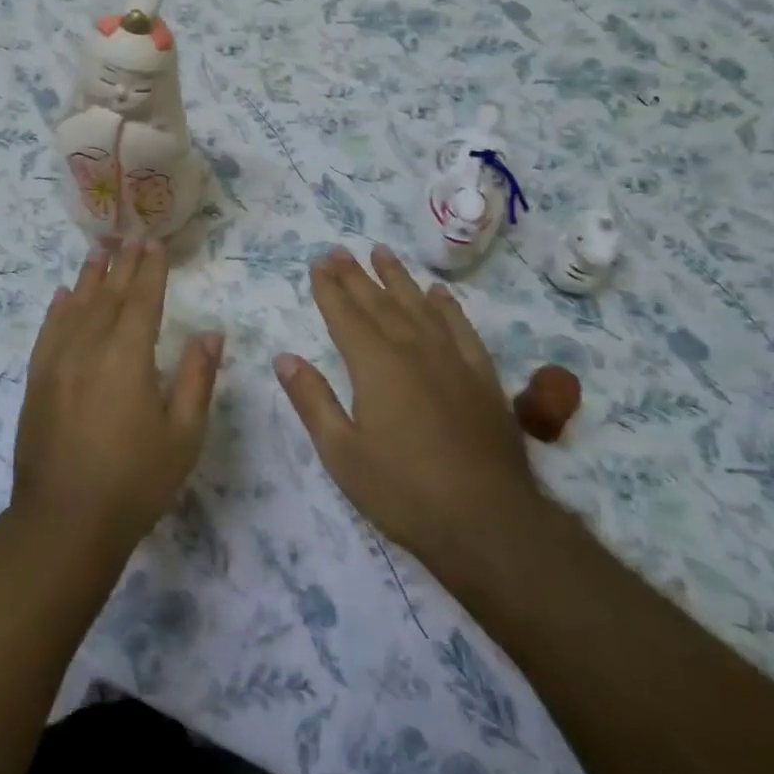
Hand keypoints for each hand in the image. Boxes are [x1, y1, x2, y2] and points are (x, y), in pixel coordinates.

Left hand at [14, 240, 223, 556]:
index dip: (150, 270)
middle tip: (132, 237)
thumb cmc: (135, 481)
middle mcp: (89, 348)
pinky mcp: (37, 381)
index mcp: (128, 357)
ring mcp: (57, 363)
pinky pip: (48, 332)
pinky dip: (58, 309)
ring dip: (89, 277)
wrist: (64, 522)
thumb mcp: (183, 435)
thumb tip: (211, 332)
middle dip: (123, 265)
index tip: (155, 244)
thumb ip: (197, 377)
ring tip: (99, 250)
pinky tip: (63, 295)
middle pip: (108, 296)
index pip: (142, 300)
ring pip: (76, 307)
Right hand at [274, 245, 542, 573]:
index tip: (317, 263)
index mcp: (375, 365)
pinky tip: (439, 293)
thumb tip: (284, 358)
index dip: (329, 288)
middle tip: (338, 250)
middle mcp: (413, 349)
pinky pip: (461, 328)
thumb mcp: (342, 453)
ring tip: (381, 252)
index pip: (345, 315)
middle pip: (379, 302)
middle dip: (355, 275)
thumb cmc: (403, 491)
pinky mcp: (482, 377)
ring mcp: (452, 360)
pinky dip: (447, 307)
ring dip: (397, 278)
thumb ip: (312, 400)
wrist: (489, 522)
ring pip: (419, 306)